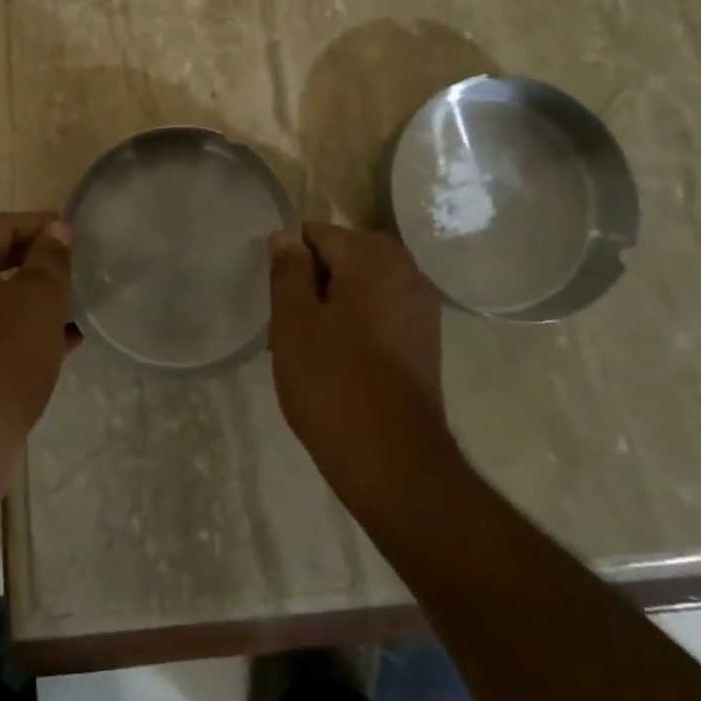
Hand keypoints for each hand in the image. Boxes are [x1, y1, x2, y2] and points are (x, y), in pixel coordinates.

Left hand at [0, 213, 76, 470]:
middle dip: (36, 260)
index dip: (39, 224)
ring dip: (31, 296)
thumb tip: (55, 229)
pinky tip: (59, 340)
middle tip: (76, 265)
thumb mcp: (39, 301)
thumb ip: (50, 258)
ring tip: (74, 302)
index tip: (76, 233)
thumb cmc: (1, 361)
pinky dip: (16, 327)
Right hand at [268, 223, 449, 499]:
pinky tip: (336, 366)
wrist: (396, 466)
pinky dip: (354, 328)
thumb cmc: (334, 383)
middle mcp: (407, 270)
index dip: (288, 263)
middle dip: (310, 286)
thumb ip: (288, 270)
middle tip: (287, 330)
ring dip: (330, 309)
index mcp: (375, 256)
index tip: (275, 301)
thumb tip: (285, 237)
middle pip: (340, 259)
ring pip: (358, 289)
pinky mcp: (425, 341)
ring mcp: (422, 308)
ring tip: (307, 352)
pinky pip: (378, 315)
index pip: (316, 234)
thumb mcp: (294, 321)